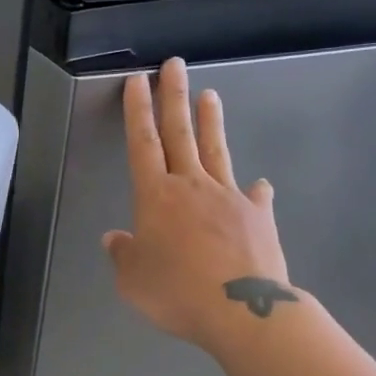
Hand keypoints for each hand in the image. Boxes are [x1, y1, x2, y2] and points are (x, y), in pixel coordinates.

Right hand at [103, 58, 296, 351]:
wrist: (241, 310)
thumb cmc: (176, 293)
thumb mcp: (133, 280)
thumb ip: (123, 255)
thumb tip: (115, 239)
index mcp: (156, 196)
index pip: (143, 143)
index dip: (138, 111)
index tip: (138, 81)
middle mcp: (191, 186)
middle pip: (180, 133)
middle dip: (174, 97)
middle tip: (174, 65)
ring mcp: (228, 197)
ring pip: (216, 151)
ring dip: (210, 122)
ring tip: (210, 95)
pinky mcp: (258, 216)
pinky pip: (253, 197)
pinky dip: (254, 189)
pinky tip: (259, 184)